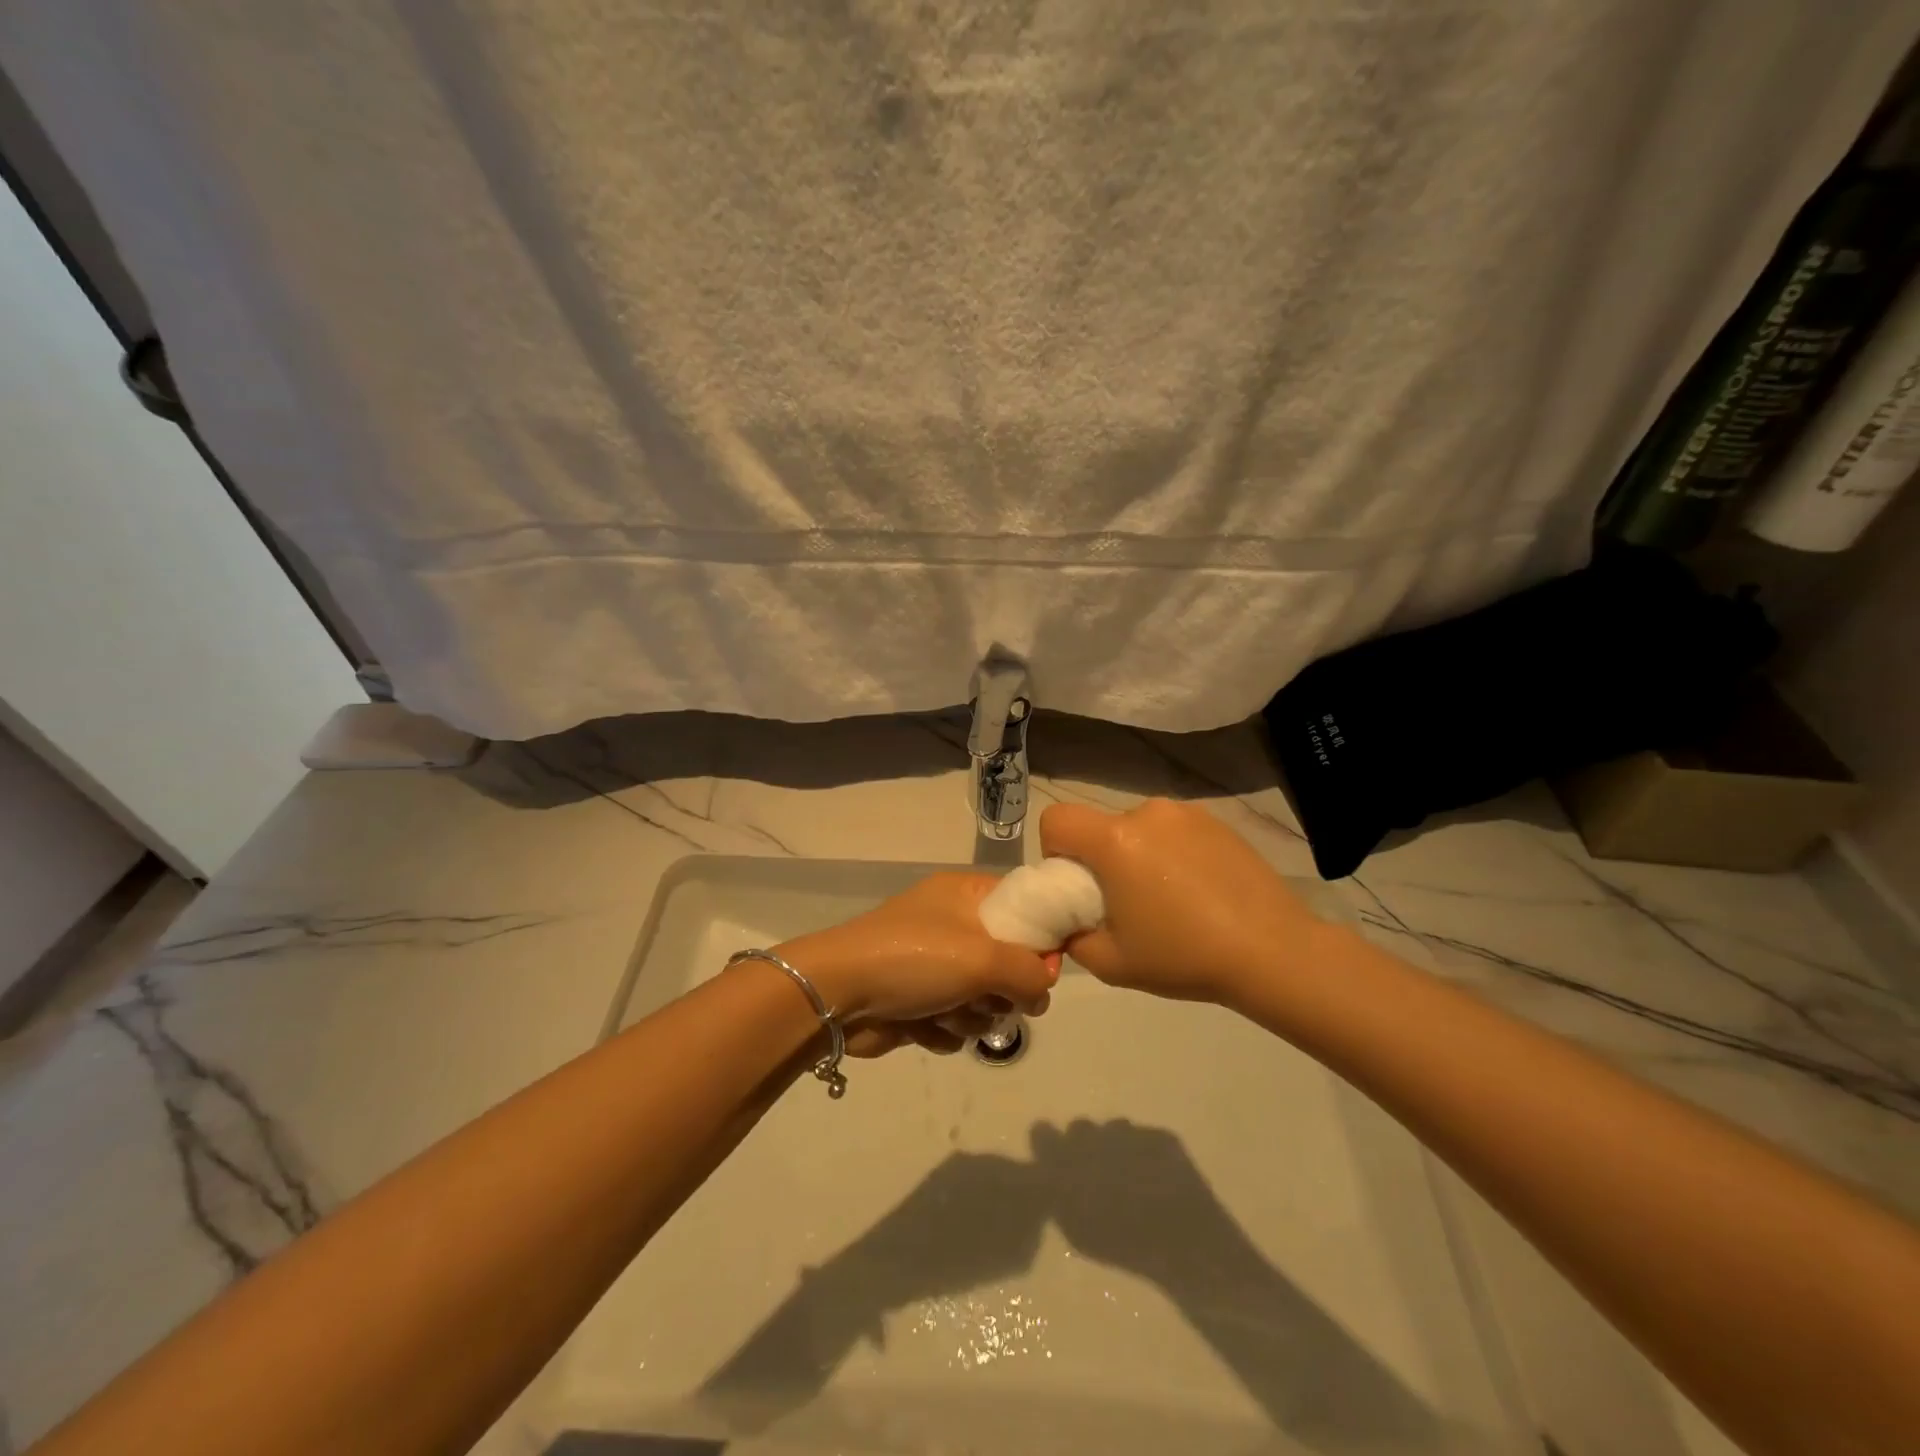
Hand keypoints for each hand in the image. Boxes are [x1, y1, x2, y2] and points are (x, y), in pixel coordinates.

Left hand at [773, 872, 1056, 1043]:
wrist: (837, 995)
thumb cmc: (914, 959)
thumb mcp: (983, 957)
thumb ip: (1030, 972)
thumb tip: (1042, 991)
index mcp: (967, 895)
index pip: (1025, 907)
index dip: (1040, 940)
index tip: (1043, 970)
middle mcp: (953, 925)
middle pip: (1009, 962)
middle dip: (1001, 990)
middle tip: (989, 996)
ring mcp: (934, 965)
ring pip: (984, 999)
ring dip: (971, 1015)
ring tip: (946, 1012)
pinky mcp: (918, 1001)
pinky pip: (956, 1021)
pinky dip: (945, 1029)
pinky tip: (924, 1026)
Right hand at [1038, 798, 1326, 1008]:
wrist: (1273, 951)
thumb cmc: (1185, 956)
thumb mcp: (1112, 963)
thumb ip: (1073, 939)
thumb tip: (1069, 925)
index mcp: (1115, 840)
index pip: (1056, 819)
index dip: (1054, 851)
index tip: (1078, 886)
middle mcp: (1146, 813)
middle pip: (1100, 827)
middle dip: (1101, 859)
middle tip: (1125, 903)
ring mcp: (1186, 813)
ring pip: (1138, 828)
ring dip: (1137, 855)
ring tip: (1169, 899)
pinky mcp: (1216, 821)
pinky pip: (1173, 831)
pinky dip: (1172, 853)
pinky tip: (1199, 890)